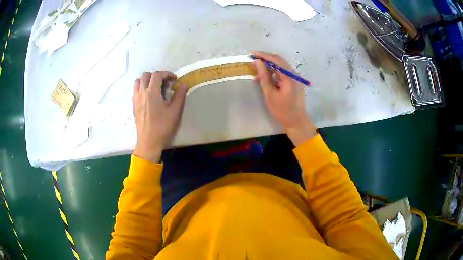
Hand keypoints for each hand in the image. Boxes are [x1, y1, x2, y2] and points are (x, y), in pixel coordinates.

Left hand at [133, 71, 186, 161]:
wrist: (148, 141)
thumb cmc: (162, 127)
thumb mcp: (174, 111)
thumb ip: (179, 96)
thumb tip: (182, 84)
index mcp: (152, 93)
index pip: (157, 75)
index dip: (167, 74)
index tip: (174, 80)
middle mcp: (142, 93)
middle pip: (146, 75)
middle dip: (156, 76)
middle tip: (164, 83)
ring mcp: (136, 99)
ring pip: (138, 82)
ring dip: (146, 81)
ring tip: (155, 88)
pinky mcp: (134, 106)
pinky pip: (135, 91)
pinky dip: (141, 88)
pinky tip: (148, 97)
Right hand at [252, 51, 316, 145]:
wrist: (296, 121)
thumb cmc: (282, 110)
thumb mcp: (270, 94)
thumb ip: (264, 77)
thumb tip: (257, 62)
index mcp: (289, 77)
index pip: (276, 60)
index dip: (264, 55)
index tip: (252, 54)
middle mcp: (293, 74)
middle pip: (279, 60)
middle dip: (265, 58)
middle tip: (252, 59)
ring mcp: (294, 77)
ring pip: (280, 66)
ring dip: (268, 65)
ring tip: (255, 68)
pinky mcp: (293, 81)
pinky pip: (281, 72)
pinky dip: (272, 72)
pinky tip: (263, 77)